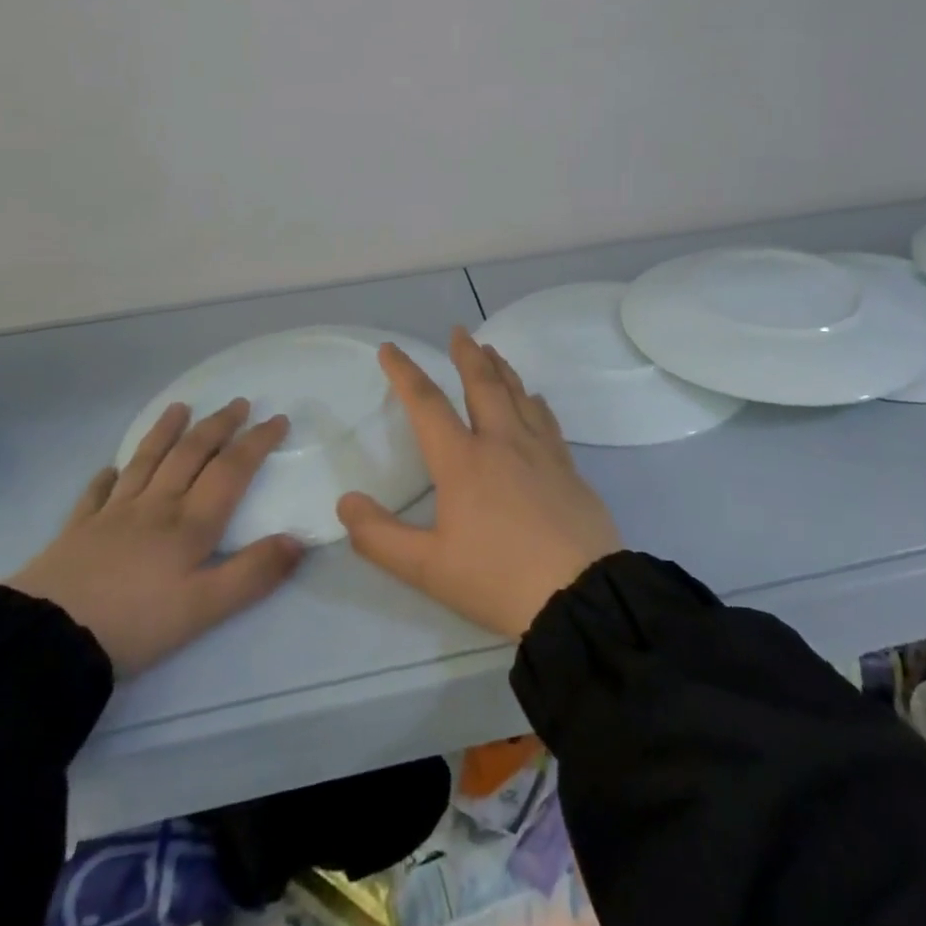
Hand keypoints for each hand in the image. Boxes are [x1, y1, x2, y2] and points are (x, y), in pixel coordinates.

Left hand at [4, 399, 302, 677]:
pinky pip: (96, 494)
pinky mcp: (77, 532)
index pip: (231, 470)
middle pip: (191, 454)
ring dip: (165, 432)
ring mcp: (112, 515)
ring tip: (179, 408)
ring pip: (146, 462)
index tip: (278, 419)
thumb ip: (253, 574)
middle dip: (218, 426)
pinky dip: (108, 476)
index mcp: (190, 524)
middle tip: (239, 403)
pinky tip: (110, 469)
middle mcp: (155, 507)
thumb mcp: (204, 609)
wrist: (44, 641)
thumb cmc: (134, 624)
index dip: (256, 442)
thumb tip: (298, 540)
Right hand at [337, 327, 621, 638]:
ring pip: (518, 394)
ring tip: (492, 351)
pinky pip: (546, 419)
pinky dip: (534, 401)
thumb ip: (380, 537)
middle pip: (482, 384)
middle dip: (466, 354)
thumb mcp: (427, 568)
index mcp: (463, 461)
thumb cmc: (497, 580)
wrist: (579, 594)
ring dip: (501, 369)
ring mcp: (540, 451)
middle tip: (459, 332)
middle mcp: (502, 442)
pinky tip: (535, 399)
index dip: (405, 373)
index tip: (391, 349)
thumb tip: (345, 502)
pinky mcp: (568, 466)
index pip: (427, 404)